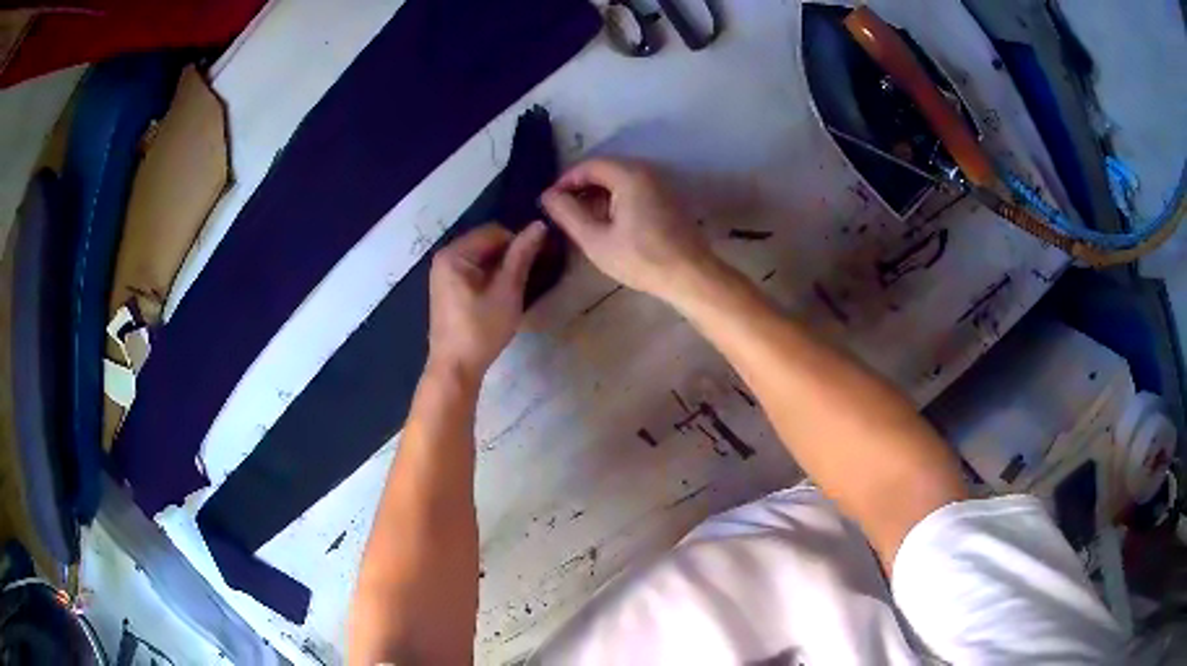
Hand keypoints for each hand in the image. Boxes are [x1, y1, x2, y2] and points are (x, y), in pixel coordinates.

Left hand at [426, 222, 545, 385]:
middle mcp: (445, 257)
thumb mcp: (507, 291)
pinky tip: (502, 294)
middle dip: (510, 255)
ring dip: (502, 267)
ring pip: (482, 258)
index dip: (519, 243)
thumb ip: (522, 256)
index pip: (495, 232)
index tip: (538, 262)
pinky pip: (473, 271)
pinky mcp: (447, 288)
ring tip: (519, 286)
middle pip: (486, 243)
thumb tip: (540, 225)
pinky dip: (490, 277)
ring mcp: (444, 273)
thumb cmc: (481, 330)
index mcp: (454, 254)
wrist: (455, 368)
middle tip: (531, 276)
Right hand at [541, 158, 716, 301]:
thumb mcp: (595, 240)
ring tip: (580, 220)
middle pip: (605, 170)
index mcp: (629, 175)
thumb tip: (547, 196)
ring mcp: (660, 185)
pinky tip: (607, 224)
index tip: (550, 202)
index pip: (588, 165)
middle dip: (580, 188)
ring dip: (597, 195)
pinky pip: (634, 191)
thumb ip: (568, 214)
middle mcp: (646, 172)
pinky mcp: (667, 200)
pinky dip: (615, 201)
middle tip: (562, 211)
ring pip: (619, 181)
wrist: (690, 276)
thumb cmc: (641, 259)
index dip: (565, 181)